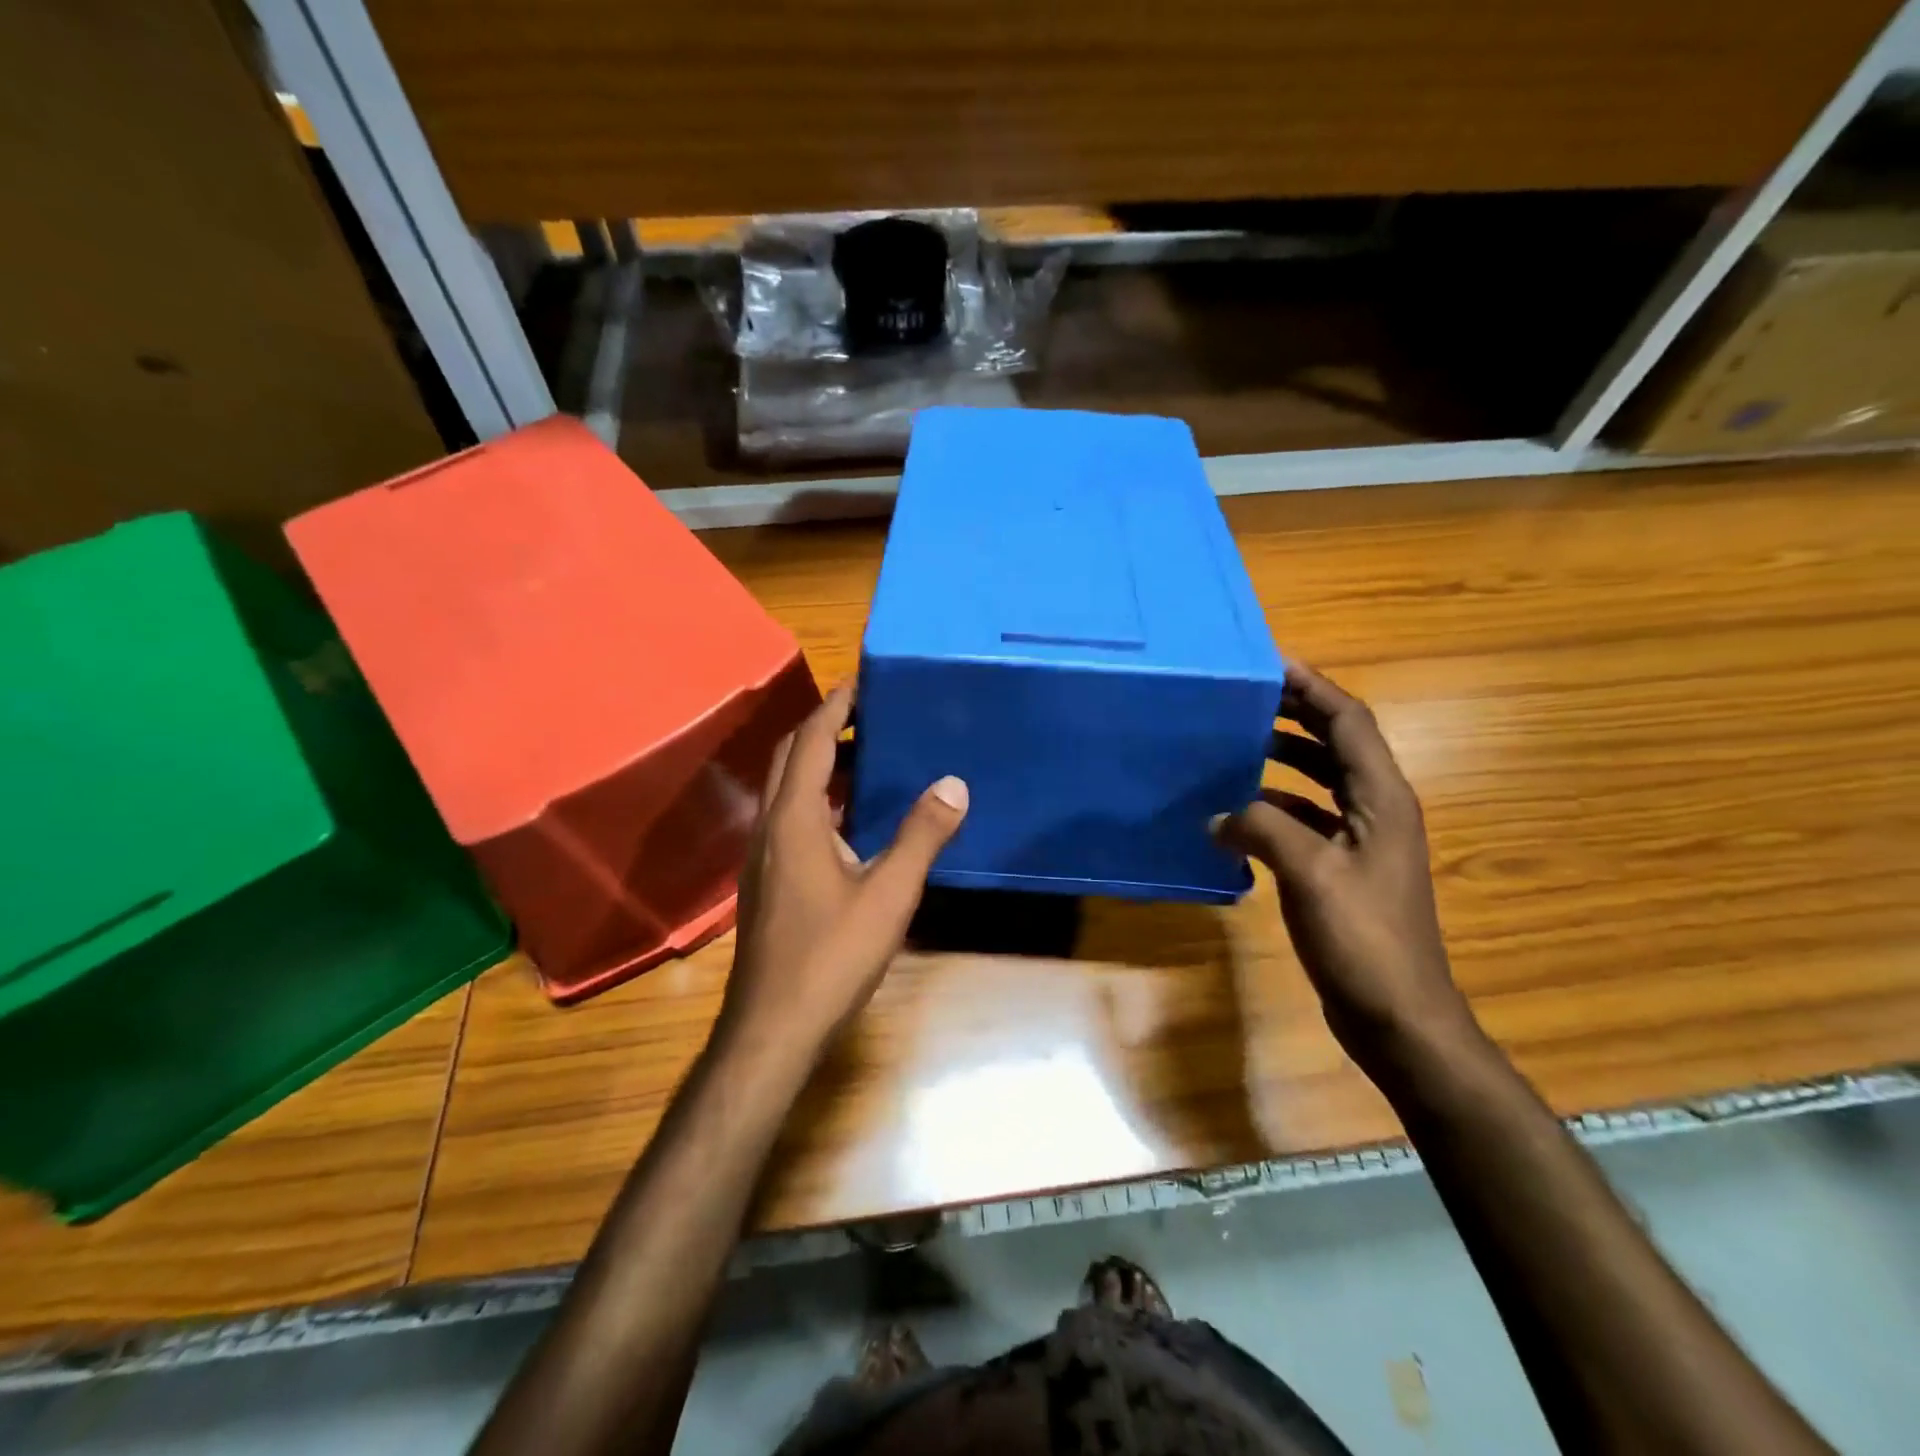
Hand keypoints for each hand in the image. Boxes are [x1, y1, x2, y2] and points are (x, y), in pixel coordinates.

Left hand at [719, 682, 968, 1061]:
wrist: (773, 1027)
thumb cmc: (831, 957)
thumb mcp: (888, 894)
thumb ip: (920, 836)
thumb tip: (953, 784)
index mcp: (794, 819)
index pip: (810, 741)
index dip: (835, 706)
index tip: (863, 681)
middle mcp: (769, 827)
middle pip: (789, 757)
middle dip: (824, 727)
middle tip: (869, 715)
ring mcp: (762, 856)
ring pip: (786, 789)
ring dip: (819, 764)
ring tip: (867, 757)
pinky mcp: (766, 880)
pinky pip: (788, 818)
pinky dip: (817, 798)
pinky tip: (851, 819)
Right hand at [1212, 664, 1475, 1075]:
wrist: (1397, 1015)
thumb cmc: (1364, 938)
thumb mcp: (1310, 873)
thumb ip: (1262, 829)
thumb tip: (1218, 815)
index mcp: (1382, 799)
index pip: (1348, 722)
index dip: (1313, 688)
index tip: (1271, 664)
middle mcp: (1377, 810)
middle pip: (1336, 744)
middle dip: (1295, 715)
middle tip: (1245, 698)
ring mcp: (1362, 842)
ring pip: (1320, 781)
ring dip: (1283, 759)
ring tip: (1236, 745)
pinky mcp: (1344, 870)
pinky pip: (1307, 819)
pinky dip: (1276, 806)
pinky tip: (1239, 814)